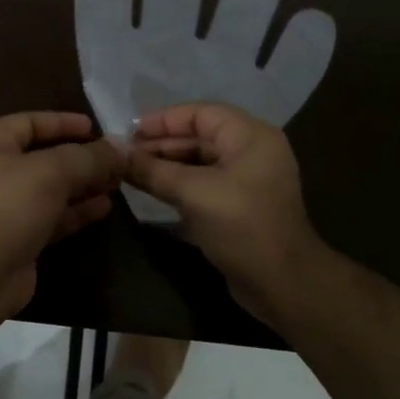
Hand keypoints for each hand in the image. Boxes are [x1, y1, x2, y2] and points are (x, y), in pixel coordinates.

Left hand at [0, 112, 123, 318]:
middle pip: (42, 157)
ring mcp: (5, 208)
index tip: (95, 127)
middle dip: (80, 157)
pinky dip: (76, 210)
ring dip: (83, 184)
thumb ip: (88, 157)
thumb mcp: (52, 171)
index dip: (62, 122)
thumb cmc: (10, 206)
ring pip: (50, 188)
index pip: (28, 122)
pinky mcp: (19, 237)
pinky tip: (104, 206)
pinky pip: (52, 216)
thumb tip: (122, 146)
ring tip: (117, 181)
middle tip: (114, 158)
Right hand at [125, 102, 323, 328]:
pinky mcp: (240, 205)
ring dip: (167, 165)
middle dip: (161, 144)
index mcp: (251, 136)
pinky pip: (204, 184)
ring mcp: (247, 180)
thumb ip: (153, 171)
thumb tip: (116, 154)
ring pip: (199, 162)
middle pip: (199, 136)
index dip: (163, 120)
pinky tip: (152, 190)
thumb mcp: (193, 193)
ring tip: (131, 172)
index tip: (128, 133)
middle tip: (124, 156)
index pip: (200, 114)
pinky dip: (179, 184)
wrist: (282, 285)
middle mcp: (252, 151)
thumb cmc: (242, 226)